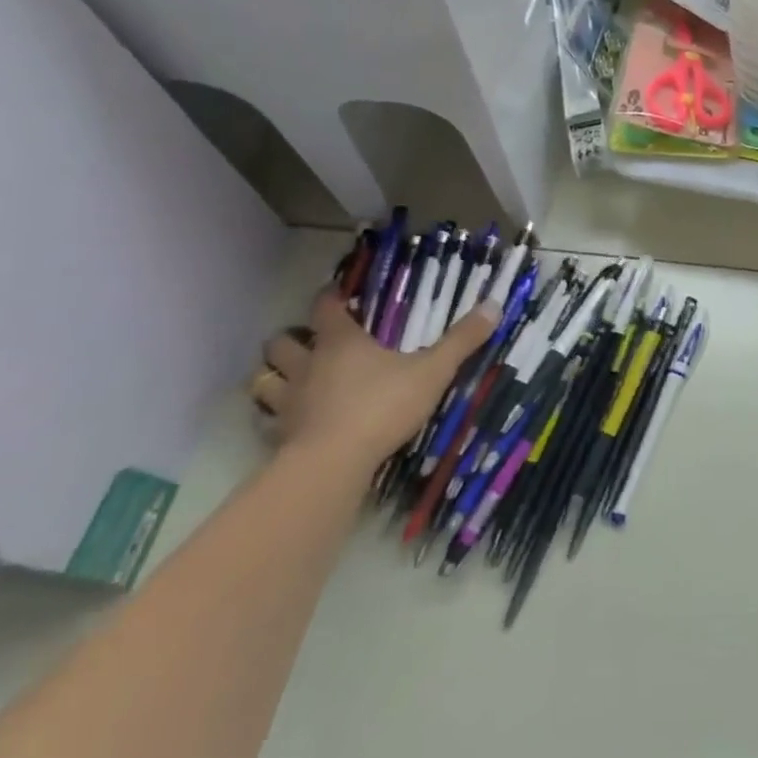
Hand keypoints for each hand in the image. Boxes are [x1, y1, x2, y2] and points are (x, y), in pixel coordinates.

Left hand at [259, 288, 497, 472]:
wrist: (333, 463)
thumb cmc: (382, 406)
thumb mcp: (432, 371)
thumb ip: (461, 341)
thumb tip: (494, 305)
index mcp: (340, 342)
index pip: (325, 308)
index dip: (330, 298)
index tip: (336, 293)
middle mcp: (307, 365)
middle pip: (281, 343)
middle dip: (291, 339)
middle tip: (310, 342)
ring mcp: (288, 402)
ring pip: (264, 380)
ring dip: (274, 376)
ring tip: (291, 379)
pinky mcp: (279, 437)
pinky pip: (267, 421)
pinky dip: (274, 418)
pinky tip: (290, 423)